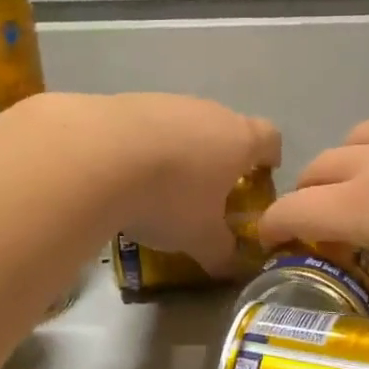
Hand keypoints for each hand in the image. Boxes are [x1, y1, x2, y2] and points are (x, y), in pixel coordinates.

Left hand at [84, 94, 280, 276]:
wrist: (97, 155)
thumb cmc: (169, 197)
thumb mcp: (201, 239)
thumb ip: (222, 254)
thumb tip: (232, 267)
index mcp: (239, 140)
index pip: (271, 139)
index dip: (270, 158)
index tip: (260, 179)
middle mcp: (209, 112)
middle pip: (227, 129)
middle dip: (221, 159)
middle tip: (208, 193)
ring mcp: (167, 102)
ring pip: (185, 125)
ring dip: (180, 151)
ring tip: (160, 186)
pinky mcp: (128, 101)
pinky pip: (147, 125)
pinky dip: (144, 146)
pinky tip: (126, 172)